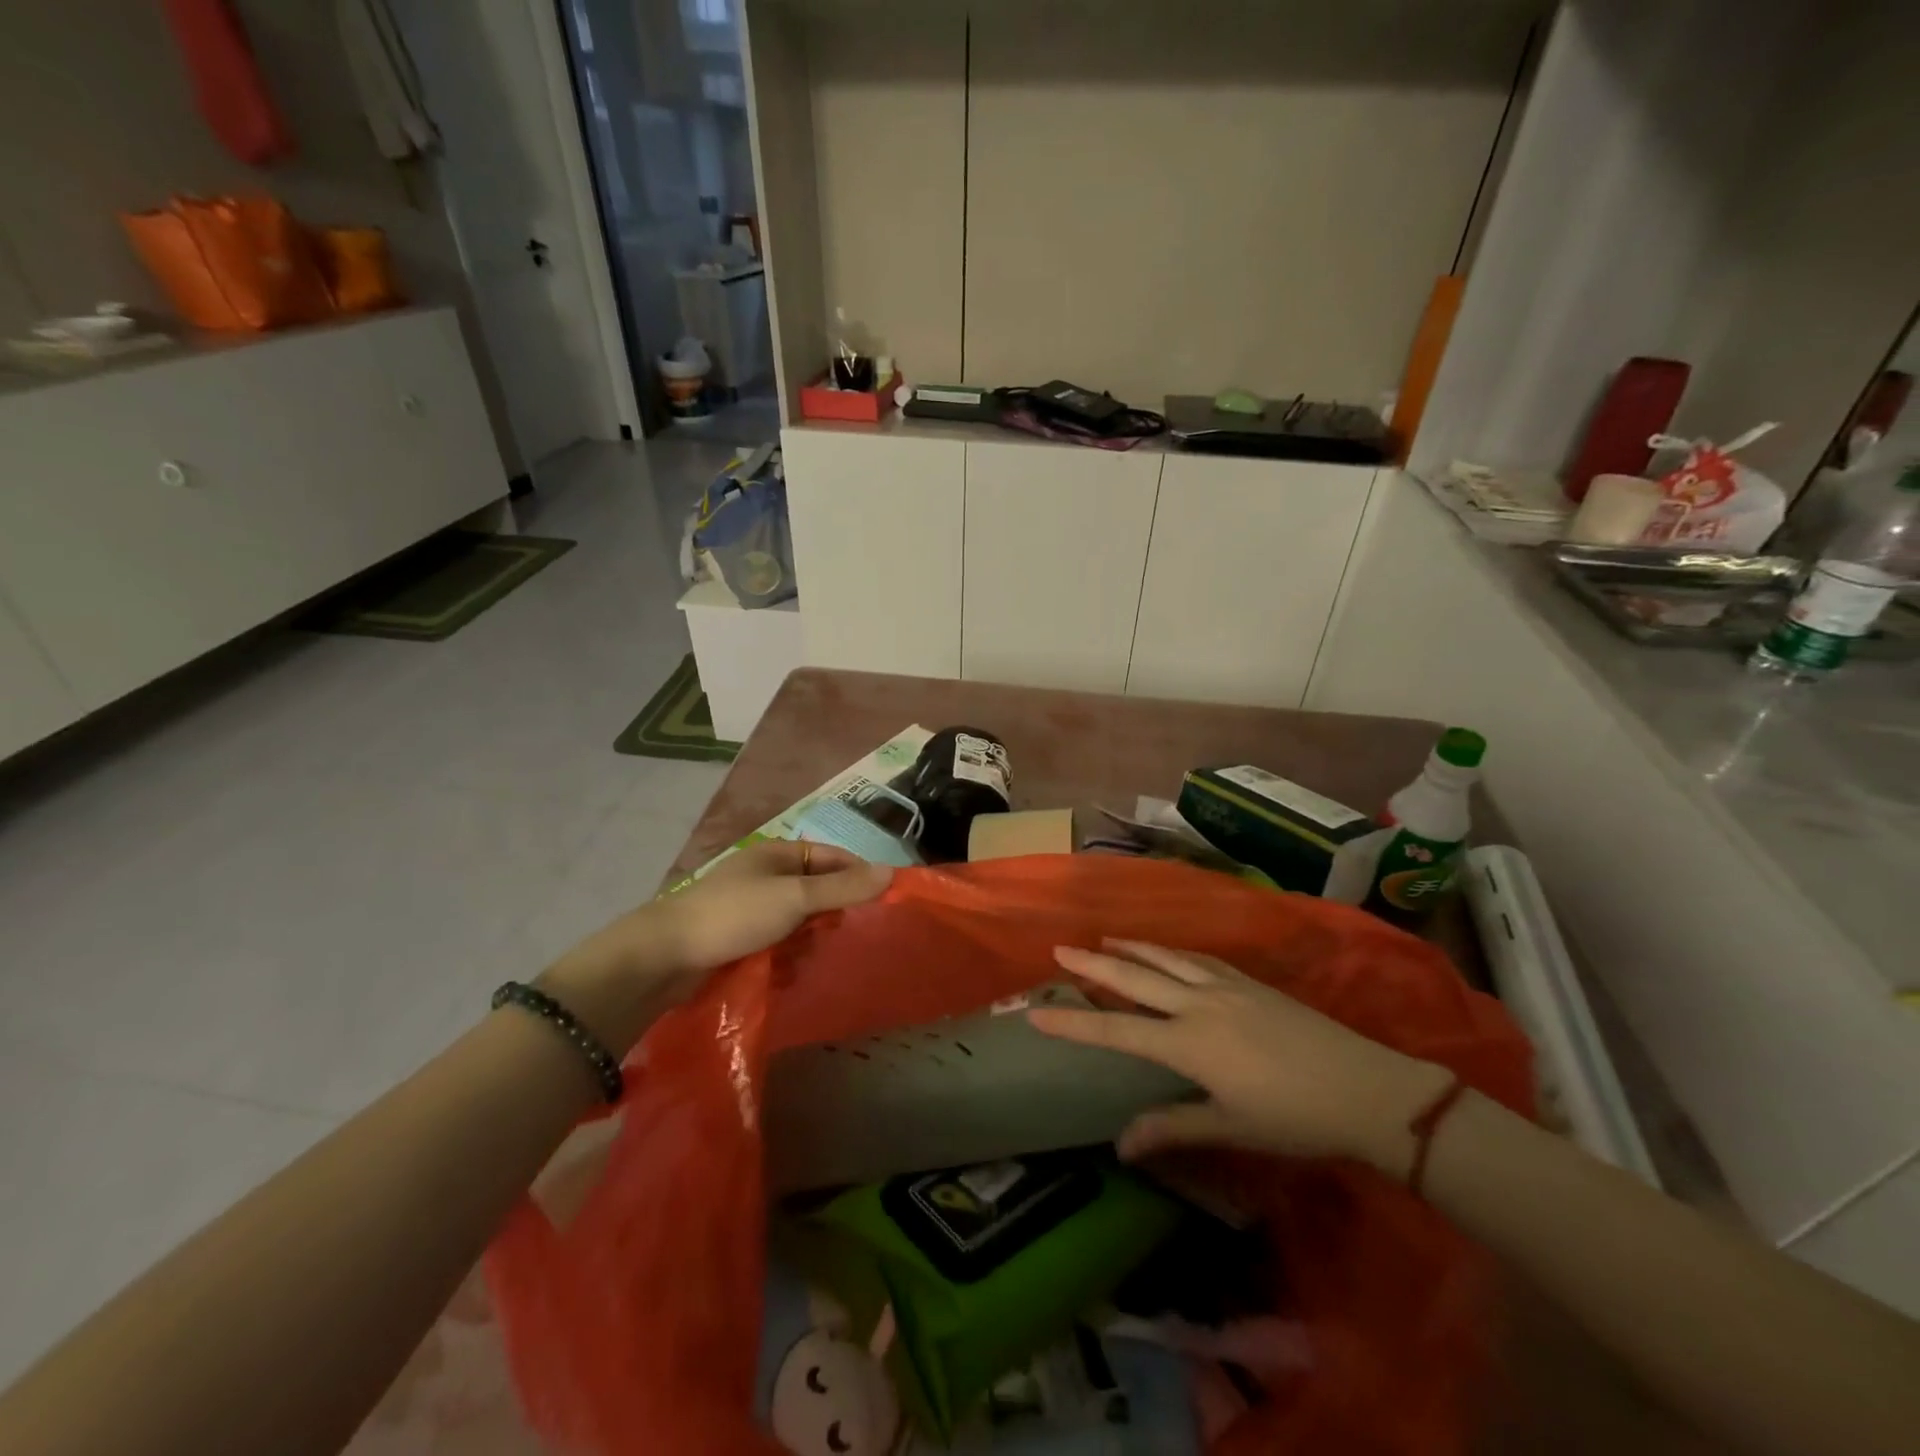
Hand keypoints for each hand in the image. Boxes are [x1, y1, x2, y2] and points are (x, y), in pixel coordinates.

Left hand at [540, 841, 891, 1052]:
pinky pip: (778, 943)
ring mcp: (750, 908)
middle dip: (832, 914)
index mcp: (779, 854)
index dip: (859, 875)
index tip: (883, 902)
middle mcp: (766, 875)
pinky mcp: (738, 938)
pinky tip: (788, 972)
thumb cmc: (734, 915)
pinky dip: (787, 955)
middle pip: (817, 890)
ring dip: (809, 939)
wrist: (663, 957)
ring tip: (810, 958)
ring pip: (799, 920)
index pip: (834, 857)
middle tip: (844, 936)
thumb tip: (892, 873)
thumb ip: (843, 888)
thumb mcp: (795, 898)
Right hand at [1028, 940, 1452, 1175]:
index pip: (1117, 1029)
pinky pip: (1198, 957)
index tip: (1037, 1012)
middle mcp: (1198, 1003)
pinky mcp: (1250, 981)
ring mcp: (1226, 986)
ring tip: (1105, 940)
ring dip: (1131, 948)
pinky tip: (1167, 951)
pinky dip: (1171, 951)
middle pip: (1135, 978)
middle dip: (1093, 964)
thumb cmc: (1293, 1116)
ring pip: (1166, 958)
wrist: (1364, 1087)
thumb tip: (1121, 1145)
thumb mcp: (1230, 1127)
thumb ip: (1173, 1127)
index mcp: (1189, 1041)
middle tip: (1060, 950)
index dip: (1074, 1023)